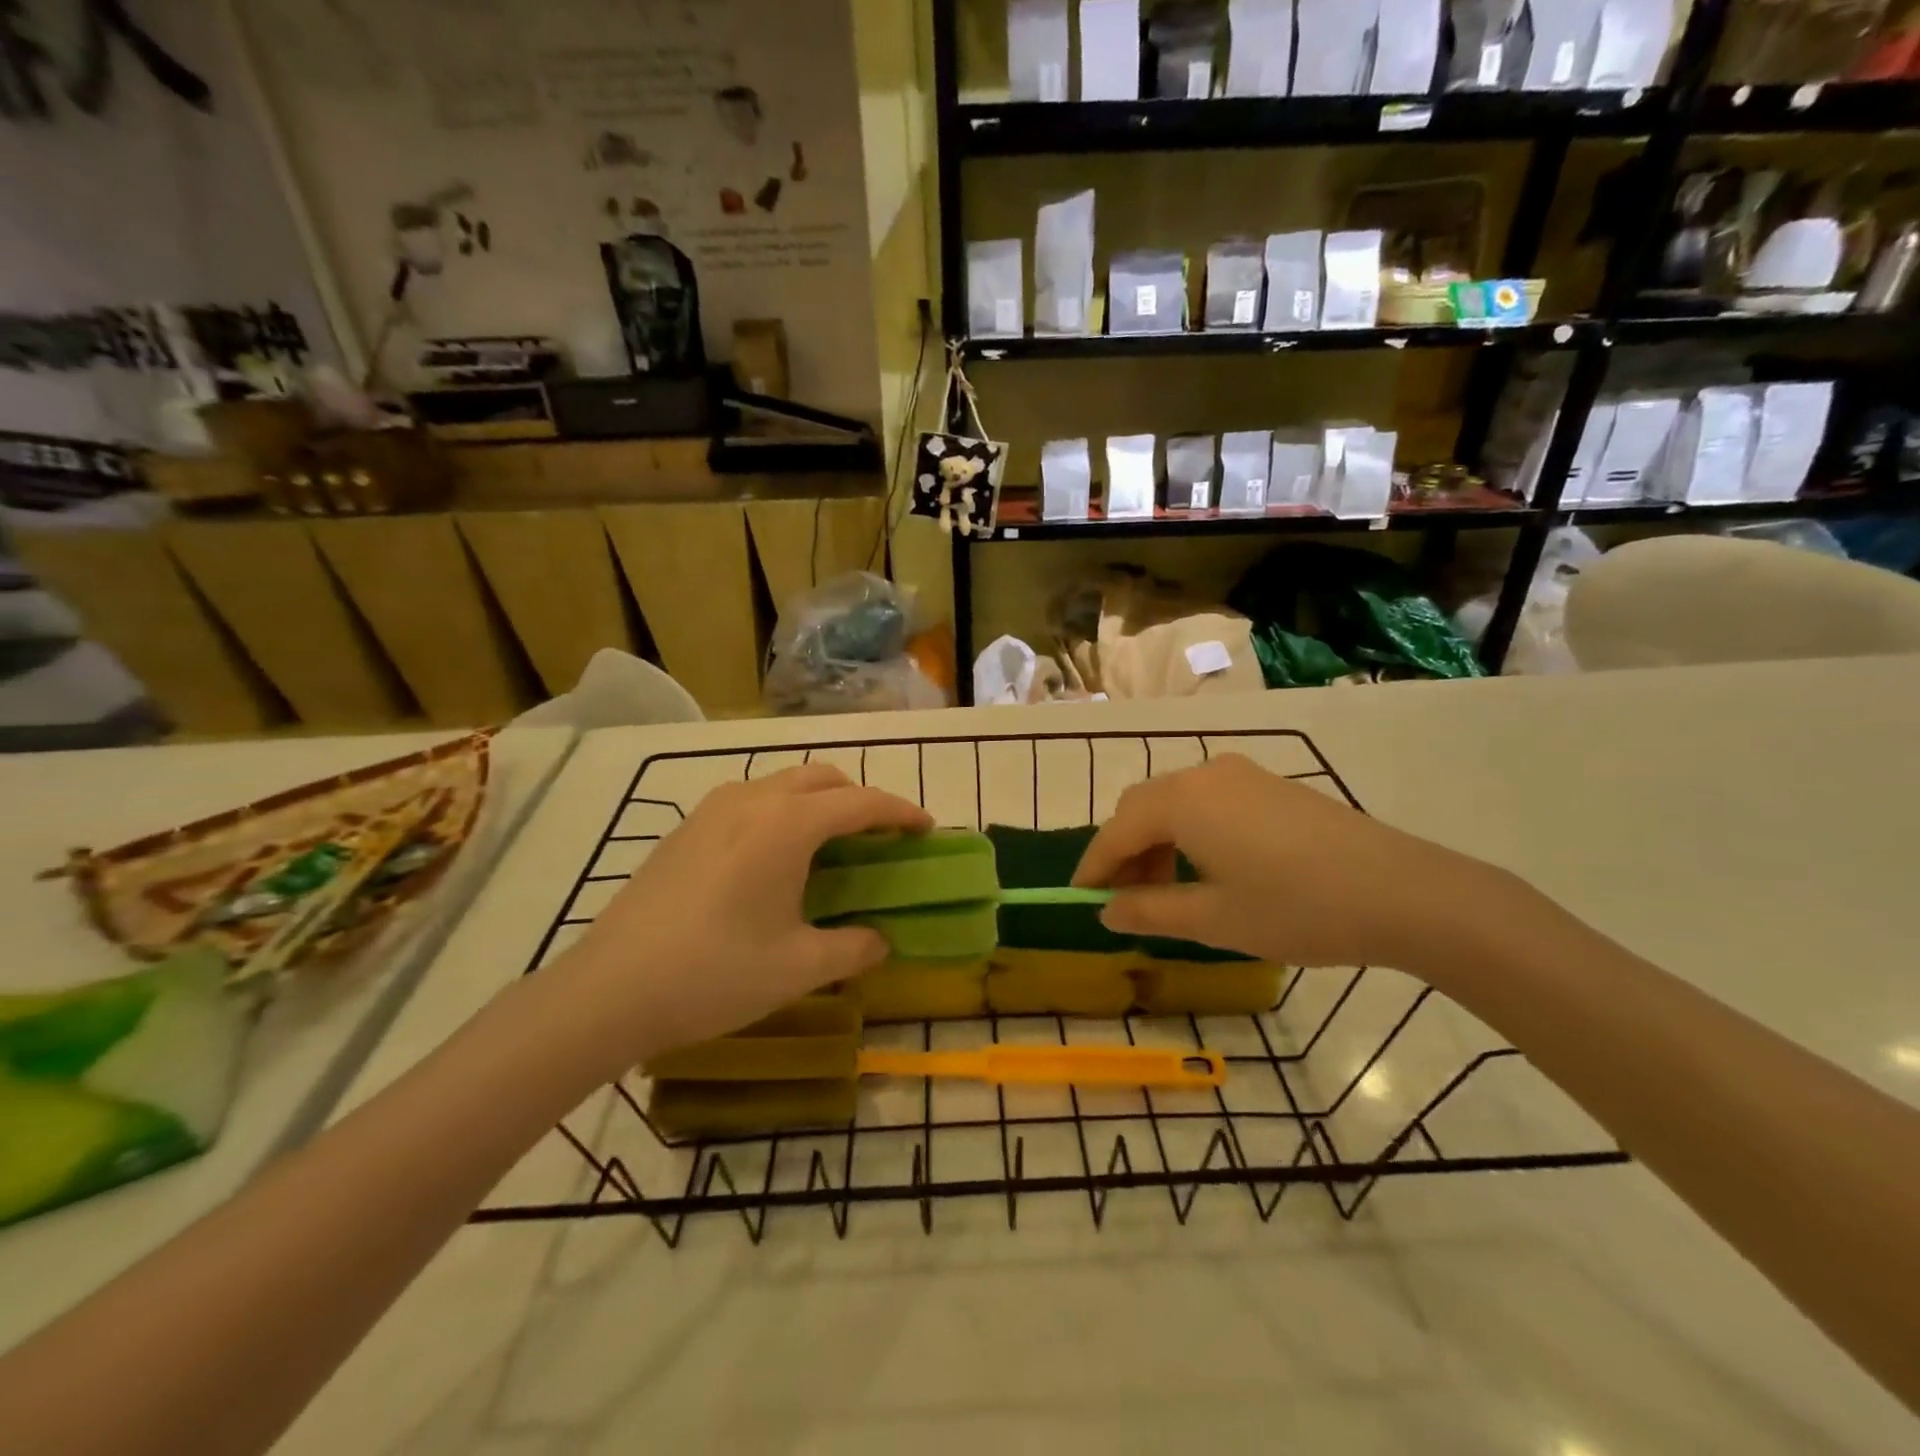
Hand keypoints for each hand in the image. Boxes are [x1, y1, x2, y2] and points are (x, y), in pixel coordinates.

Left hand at [558, 764, 931, 1064]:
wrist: (608, 990)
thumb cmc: (714, 974)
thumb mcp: (798, 967)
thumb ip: (853, 947)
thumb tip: (880, 939)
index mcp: (787, 825)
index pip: (861, 802)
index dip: (900, 812)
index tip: (927, 828)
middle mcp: (753, 801)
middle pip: (822, 779)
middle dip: (860, 799)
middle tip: (879, 838)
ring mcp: (712, 810)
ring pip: (783, 784)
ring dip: (818, 803)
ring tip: (830, 847)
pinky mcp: (685, 829)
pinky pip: (751, 802)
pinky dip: (782, 813)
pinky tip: (774, 861)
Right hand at [1072, 754, 1504, 970]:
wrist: (1404, 892)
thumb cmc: (1296, 908)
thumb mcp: (1213, 919)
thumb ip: (1149, 910)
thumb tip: (1106, 910)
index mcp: (1182, 801)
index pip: (1117, 830)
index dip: (1094, 865)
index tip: (1078, 897)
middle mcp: (1204, 774)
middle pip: (1142, 807)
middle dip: (1124, 851)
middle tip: (1124, 898)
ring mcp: (1242, 774)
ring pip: (1176, 802)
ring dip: (1158, 841)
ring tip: (1166, 890)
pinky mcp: (1271, 785)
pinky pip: (1208, 801)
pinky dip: (1190, 831)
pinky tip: (1208, 868)